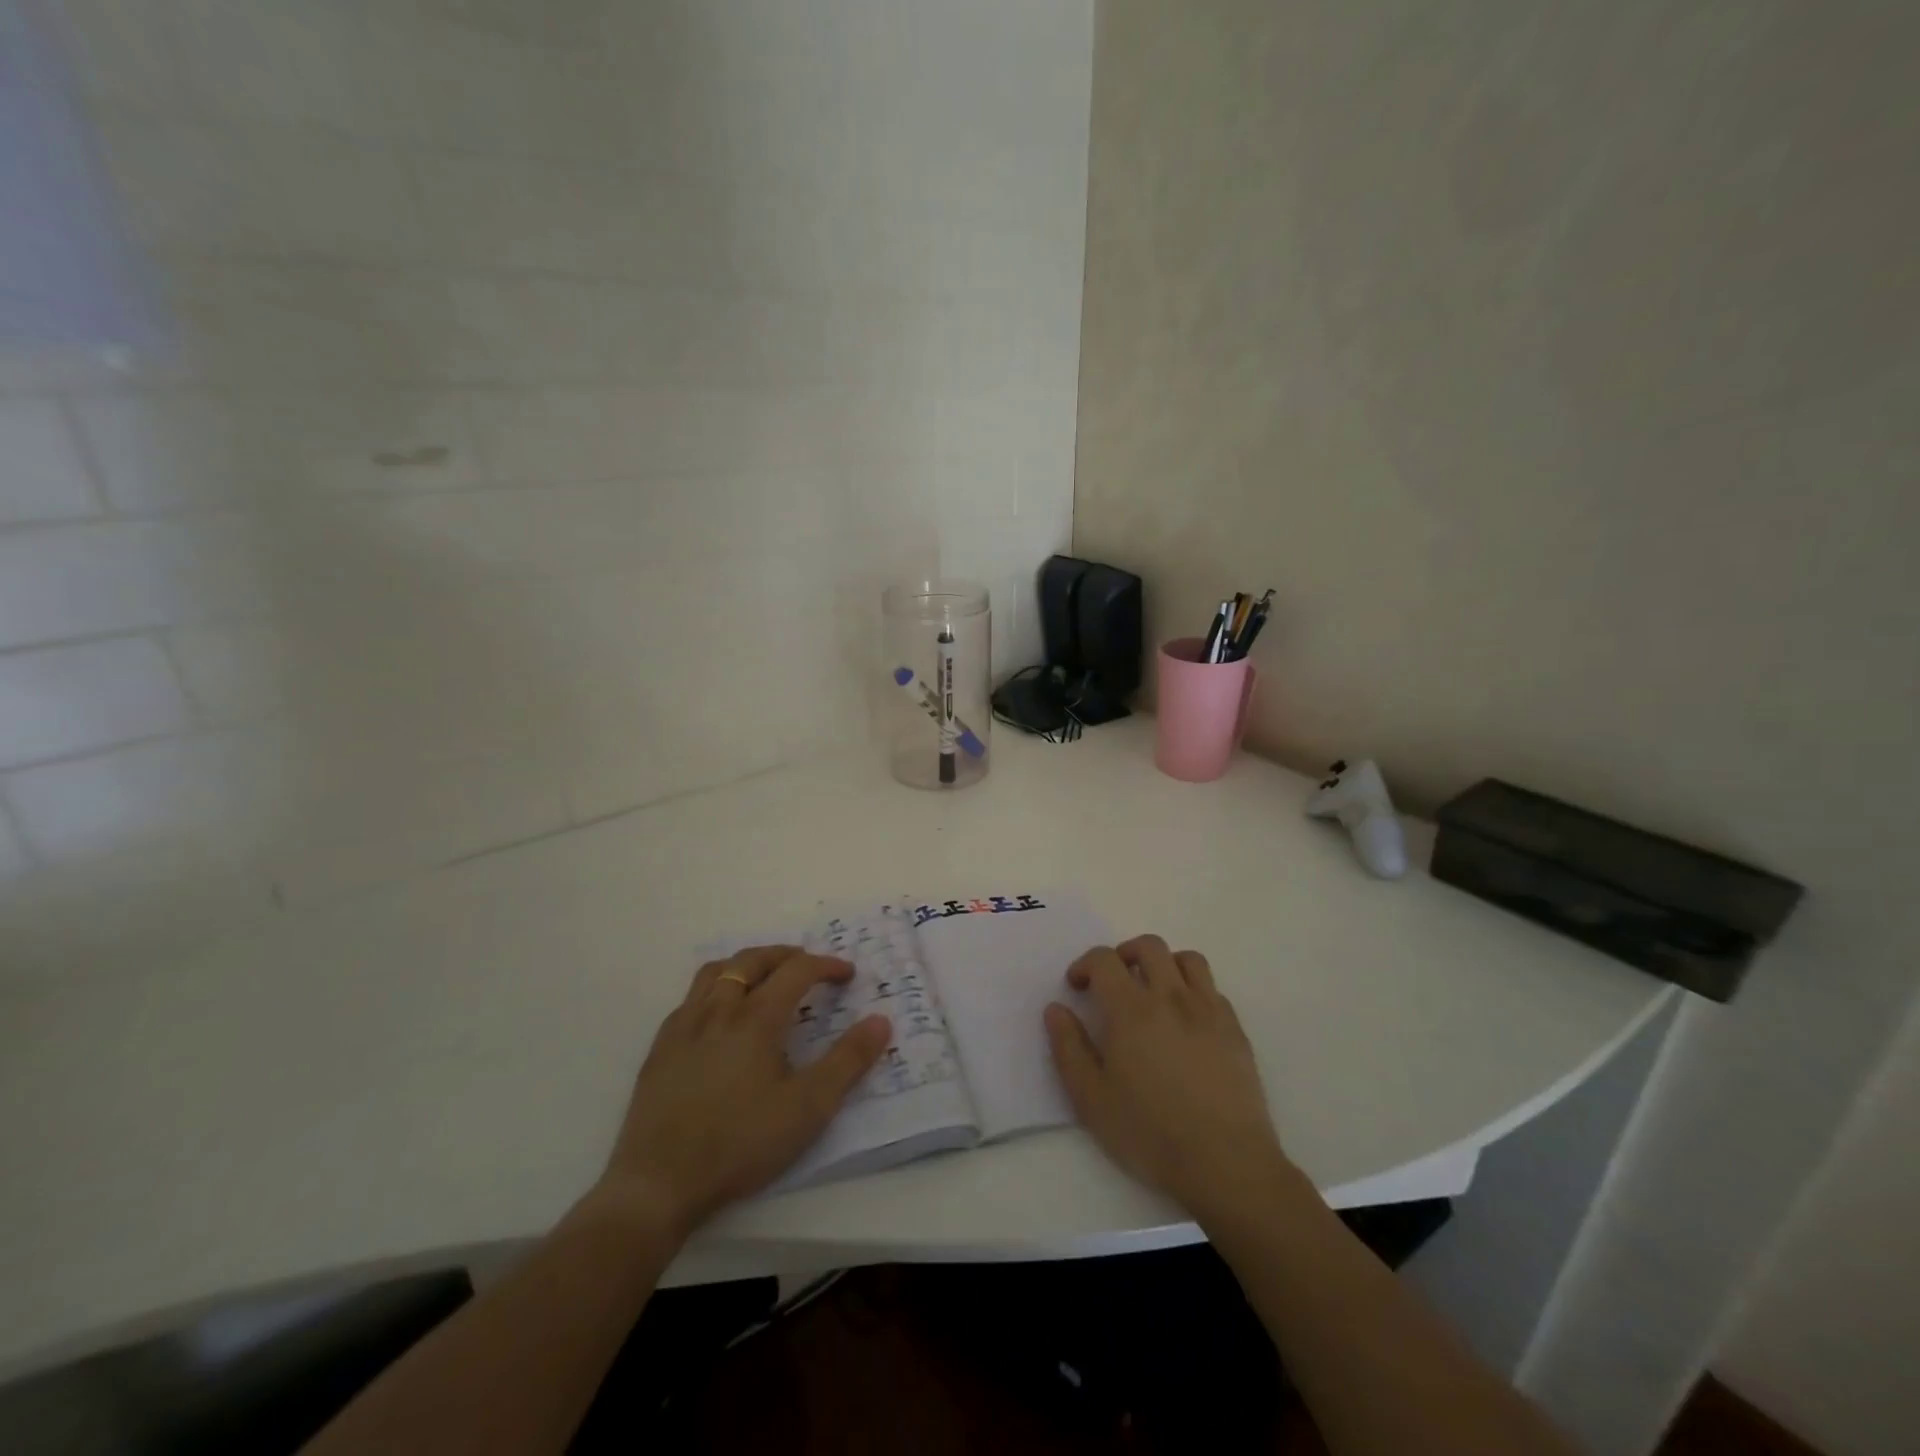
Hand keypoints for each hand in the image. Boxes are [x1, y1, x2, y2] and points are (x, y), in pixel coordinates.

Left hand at [596, 946, 889, 1238]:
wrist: (658, 1185)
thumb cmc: (740, 1144)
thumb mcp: (808, 1108)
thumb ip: (848, 1061)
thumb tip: (880, 1020)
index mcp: (756, 1018)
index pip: (797, 971)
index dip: (826, 966)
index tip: (847, 974)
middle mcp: (718, 1010)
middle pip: (753, 960)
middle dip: (785, 955)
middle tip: (807, 965)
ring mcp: (683, 1027)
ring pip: (715, 972)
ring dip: (746, 965)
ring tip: (763, 978)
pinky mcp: (660, 1049)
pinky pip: (689, 999)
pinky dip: (714, 990)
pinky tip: (718, 1017)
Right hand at [1045, 935, 1289, 1216]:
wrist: (1226, 1164)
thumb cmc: (1150, 1134)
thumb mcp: (1091, 1099)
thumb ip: (1069, 1048)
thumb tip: (1056, 1009)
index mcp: (1132, 1010)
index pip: (1104, 960)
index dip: (1085, 964)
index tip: (1077, 986)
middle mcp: (1171, 997)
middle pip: (1149, 946)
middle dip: (1124, 953)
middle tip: (1113, 980)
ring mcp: (1209, 1011)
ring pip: (1188, 959)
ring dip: (1164, 964)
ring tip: (1153, 991)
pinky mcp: (1235, 1030)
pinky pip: (1213, 990)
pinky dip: (1194, 990)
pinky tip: (1186, 1021)